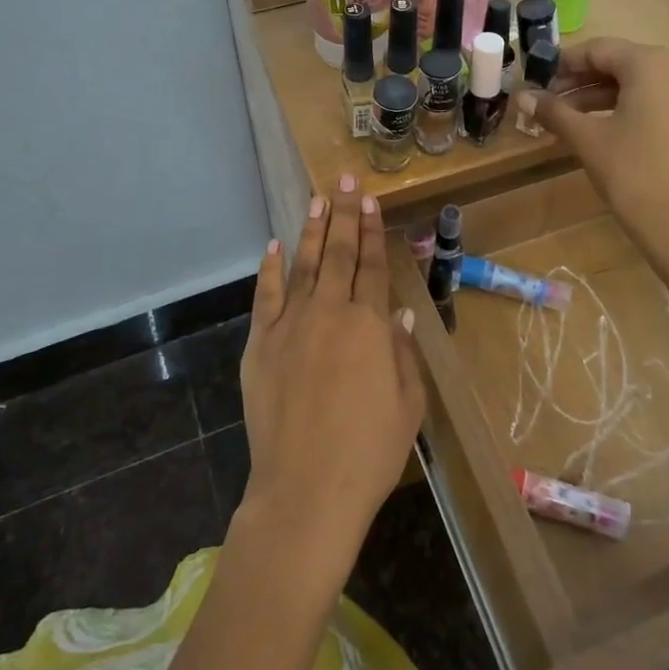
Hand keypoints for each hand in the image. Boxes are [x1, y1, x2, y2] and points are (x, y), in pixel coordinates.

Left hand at [236, 174, 424, 569]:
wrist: (307, 488)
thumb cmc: (370, 452)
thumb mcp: (408, 404)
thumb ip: (402, 352)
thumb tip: (399, 313)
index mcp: (370, 326)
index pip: (372, 266)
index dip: (372, 231)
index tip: (369, 200)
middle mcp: (330, 313)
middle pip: (339, 254)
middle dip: (343, 214)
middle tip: (343, 180)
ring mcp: (291, 326)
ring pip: (304, 266)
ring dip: (312, 231)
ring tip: (316, 199)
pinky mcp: (260, 344)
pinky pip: (266, 297)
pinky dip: (270, 269)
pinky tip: (273, 246)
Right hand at [533, 37, 668, 262]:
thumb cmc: (630, 171)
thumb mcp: (586, 137)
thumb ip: (553, 111)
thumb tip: (520, 95)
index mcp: (650, 63)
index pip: (597, 49)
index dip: (563, 63)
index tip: (534, 78)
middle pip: (615, 63)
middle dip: (577, 81)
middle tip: (543, 99)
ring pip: (629, 82)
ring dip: (593, 96)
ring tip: (558, 115)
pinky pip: (645, 98)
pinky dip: (615, 107)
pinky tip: (586, 125)